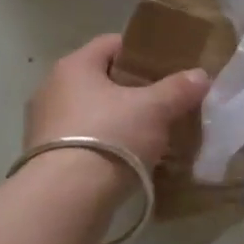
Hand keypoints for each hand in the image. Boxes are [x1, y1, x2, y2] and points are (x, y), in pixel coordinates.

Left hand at [25, 34, 210, 173]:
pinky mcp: (43, 158)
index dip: (141, 52)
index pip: (111, 44)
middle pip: (100, 79)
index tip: (166, 68)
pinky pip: (81, 141)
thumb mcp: (154, 110)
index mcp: (74, 66)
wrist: (66, 199)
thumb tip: (200, 75)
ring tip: (148, 136)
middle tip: (162, 103)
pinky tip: (126, 161)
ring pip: (90, 112)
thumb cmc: (109, 137)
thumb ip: (178, 89)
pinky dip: (102, 146)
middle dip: (131, 90)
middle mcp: (52, 88)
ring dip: (117, 120)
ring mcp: (44, 125)